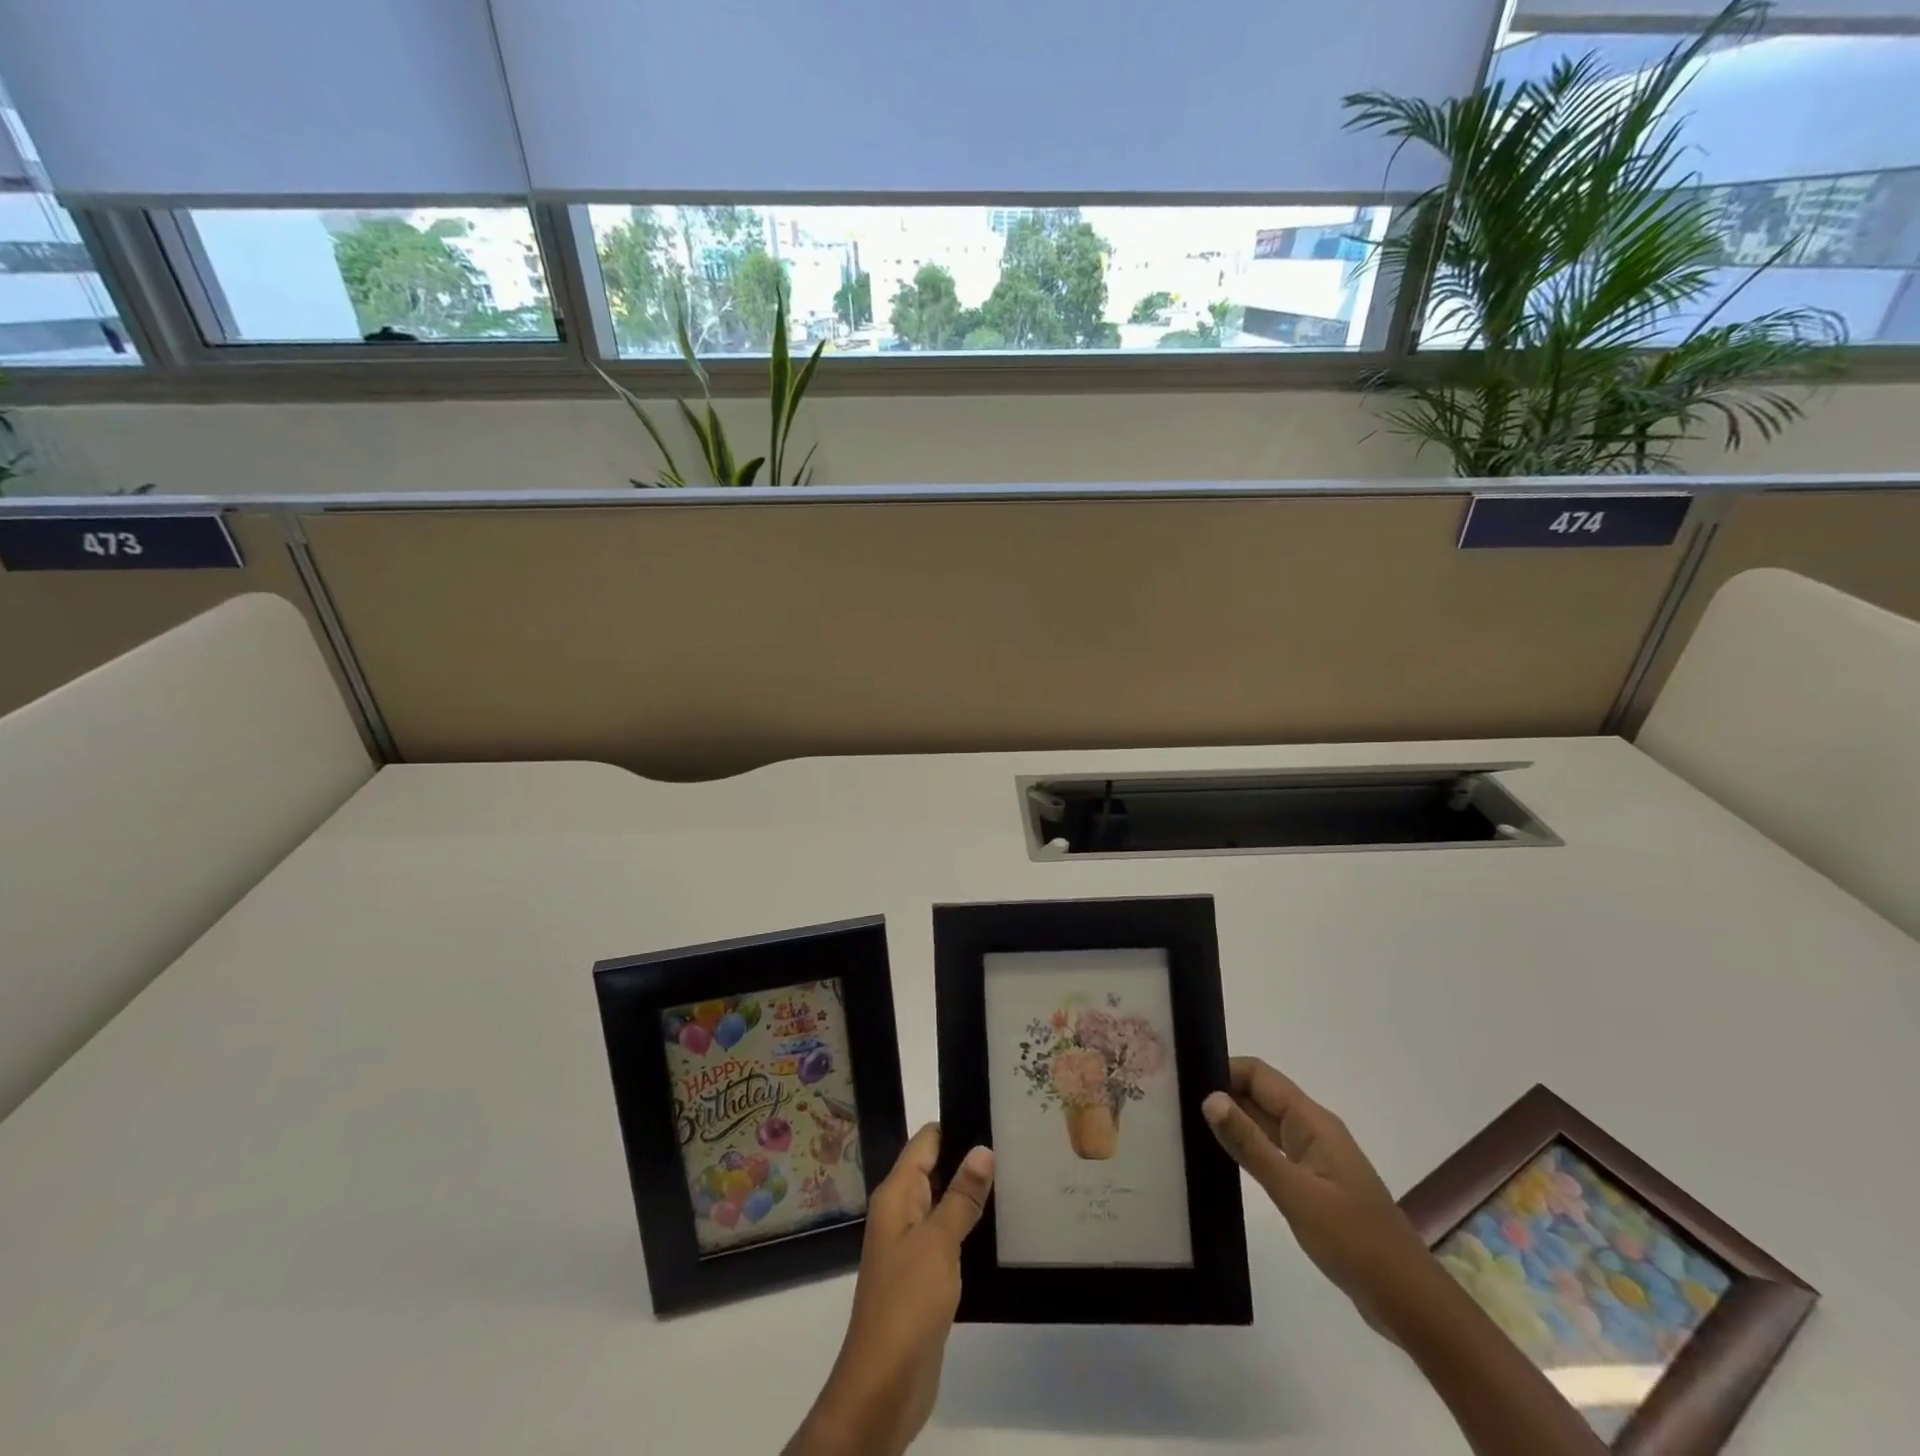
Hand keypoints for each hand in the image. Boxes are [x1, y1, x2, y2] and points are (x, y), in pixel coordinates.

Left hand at [785, 1125, 994, 1455]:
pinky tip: (1000, 1228)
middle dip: (970, 1159)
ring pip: (944, 1204)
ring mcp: (911, 1245)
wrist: (884, 1384)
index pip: (926, 1142)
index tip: (995, 1114)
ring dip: (973, 1196)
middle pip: (936, 1169)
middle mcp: (901, 1212)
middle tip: (1017, 1146)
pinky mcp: (924, 1276)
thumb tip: (983, 1148)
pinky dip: (970, 1229)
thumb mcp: (938, 1242)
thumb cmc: (907, 1301)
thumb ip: (961, 1196)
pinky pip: (948, 1237)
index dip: (957, 1126)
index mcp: (897, 1194)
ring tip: (1017, 1178)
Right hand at [1203, 1060, 1606, 1454]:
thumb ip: (1250, 1145)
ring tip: (1186, 1123)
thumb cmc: (1353, 1240)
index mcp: (1312, 1122)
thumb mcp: (1295, 1192)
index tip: (1182, 1076)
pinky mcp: (1312, 1183)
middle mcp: (1312, 1130)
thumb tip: (1209, 1097)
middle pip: (1260, 1094)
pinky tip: (1219, 1158)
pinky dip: (1247, 1147)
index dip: (1223, 1069)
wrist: (1407, 1299)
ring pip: (1264, 1123)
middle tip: (1173, 1098)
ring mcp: (1313, 1157)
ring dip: (1232, 1119)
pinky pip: (1272, 1150)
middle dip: (1222, 1091)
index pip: (1259, 1075)